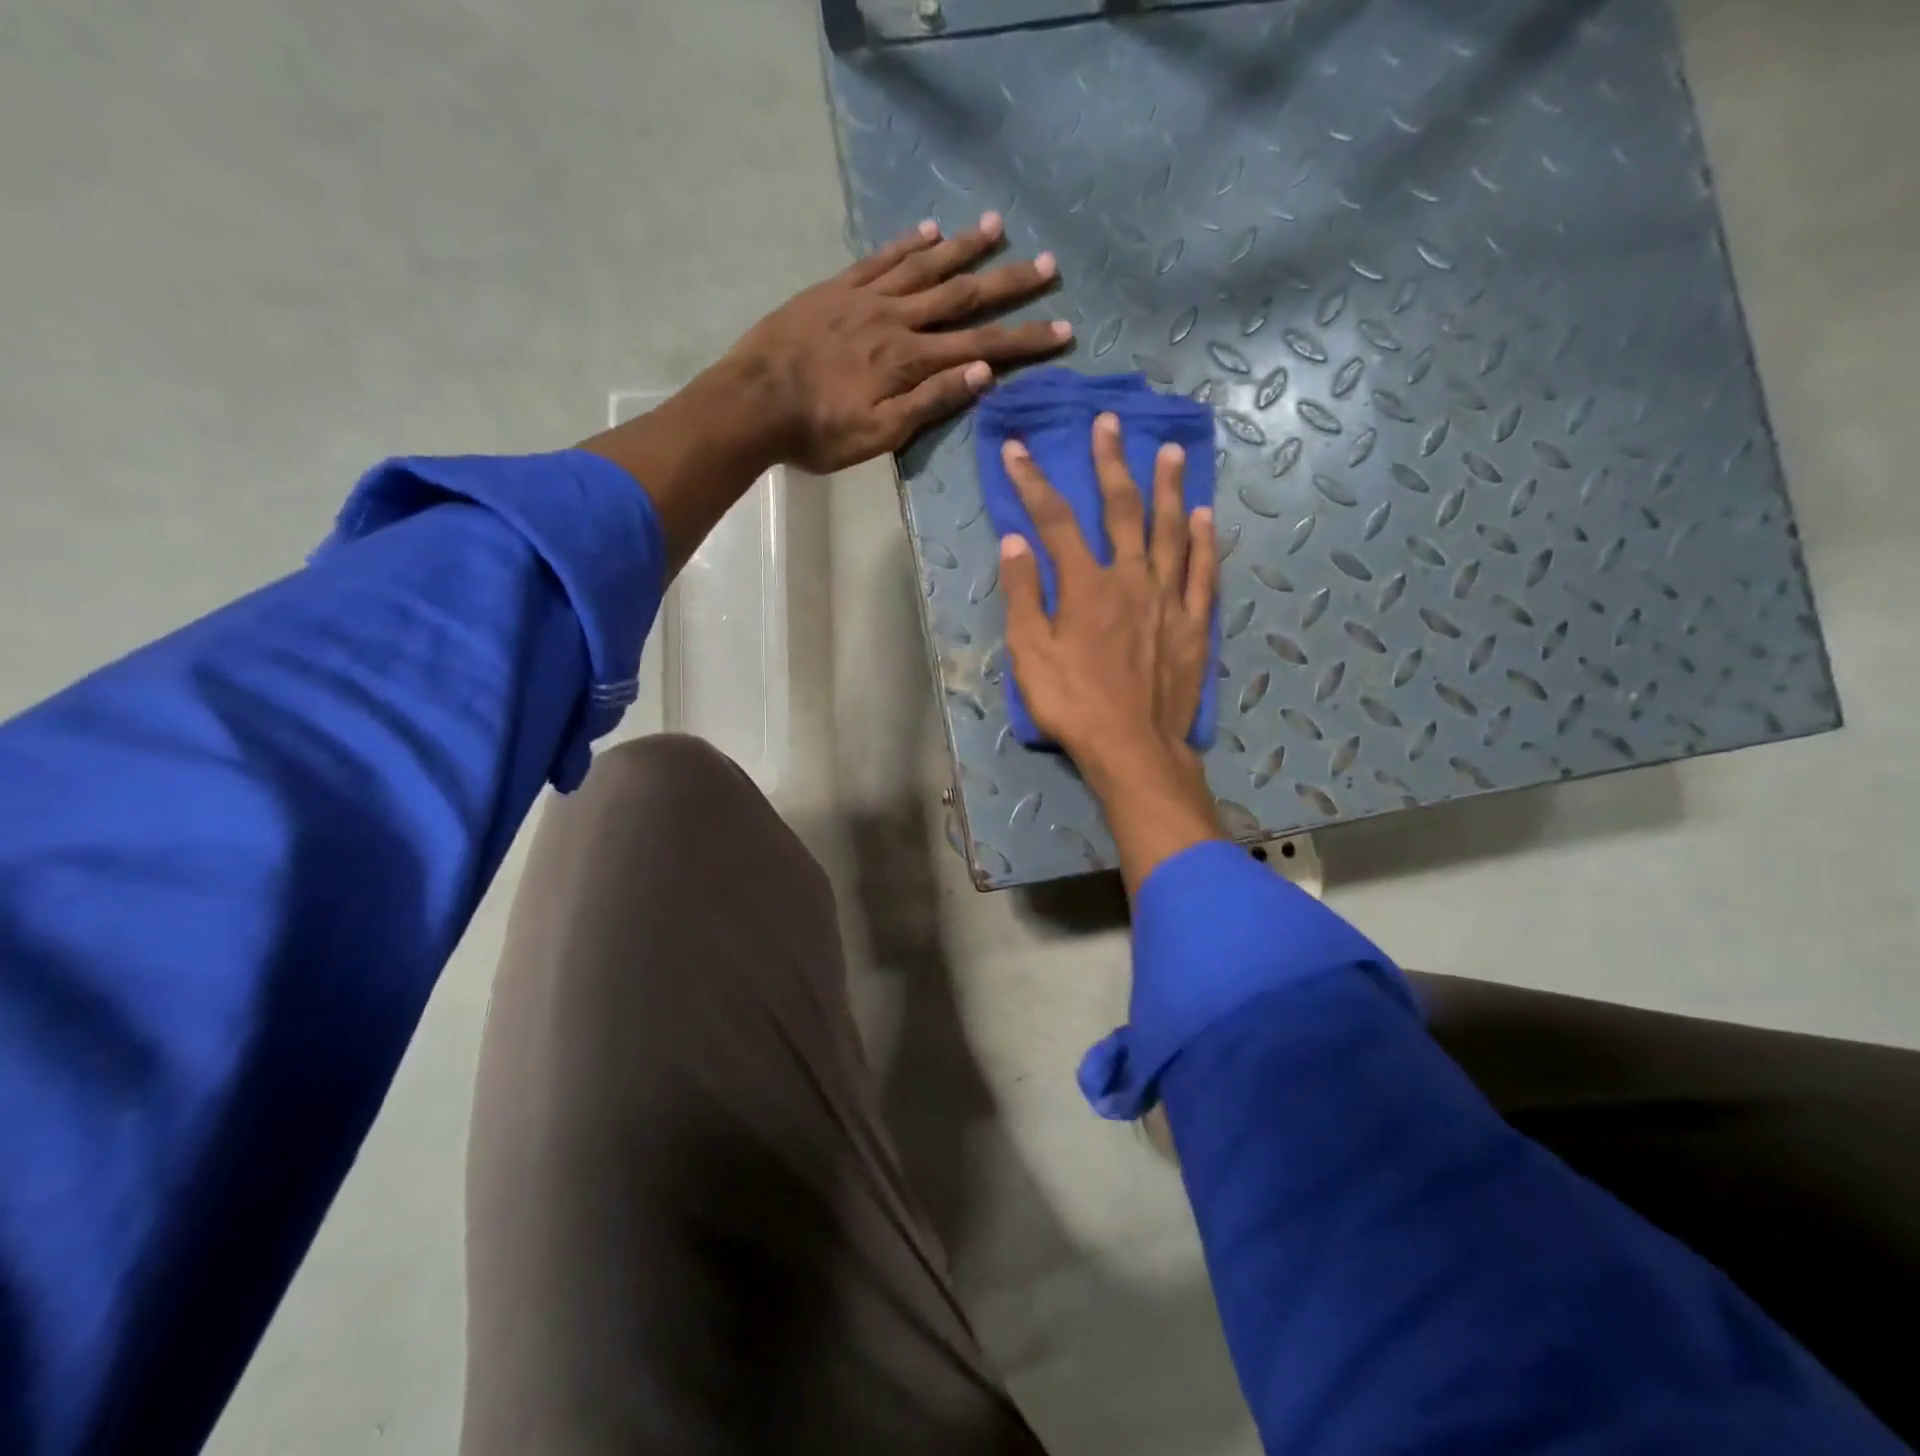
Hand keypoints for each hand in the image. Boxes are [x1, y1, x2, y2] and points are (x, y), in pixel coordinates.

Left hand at [582, 212, 1064, 572]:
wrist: (753, 403)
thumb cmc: (818, 433)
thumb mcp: (879, 435)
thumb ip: (931, 402)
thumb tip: (983, 372)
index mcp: (911, 361)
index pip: (981, 345)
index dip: (1024, 339)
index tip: (1063, 328)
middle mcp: (897, 319)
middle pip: (962, 296)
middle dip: (1008, 283)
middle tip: (1048, 263)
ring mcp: (866, 298)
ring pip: (925, 266)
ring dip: (964, 247)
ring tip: (998, 226)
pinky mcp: (836, 289)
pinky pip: (880, 259)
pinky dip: (907, 243)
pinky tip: (929, 228)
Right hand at [998, 414, 1227, 891]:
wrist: (1133, 747)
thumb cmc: (1073, 704)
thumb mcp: (1031, 654)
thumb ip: (1024, 594)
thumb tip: (1015, 542)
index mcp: (1086, 585)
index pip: (1055, 521)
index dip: (1033, 482)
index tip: (1017, 449)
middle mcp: (1131, 578)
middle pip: (1122, 509)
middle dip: (1112, 463)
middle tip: (1111, 423)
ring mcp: (1169, 598)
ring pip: (1171, 530)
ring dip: (1169, 487)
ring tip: (1170, 451)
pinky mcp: (1194, 623)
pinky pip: (1203, 572)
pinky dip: (1205, 541)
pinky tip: (1206, 515)